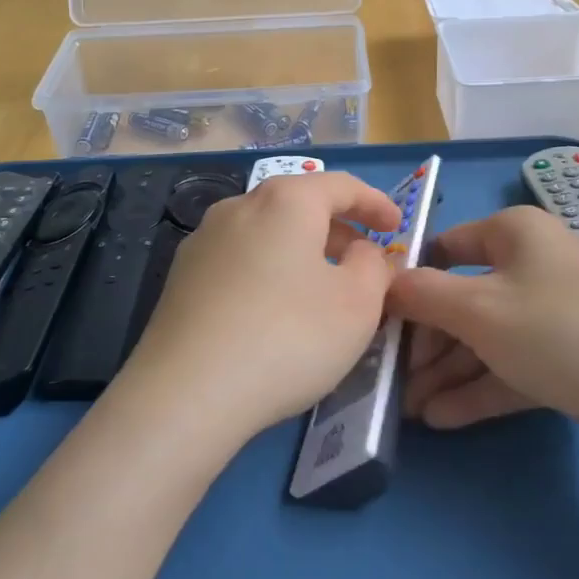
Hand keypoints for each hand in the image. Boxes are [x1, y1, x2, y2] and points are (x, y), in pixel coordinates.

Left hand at [123, 171, 401, 445]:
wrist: (187, 392)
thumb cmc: (288, 337)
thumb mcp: (358, 304)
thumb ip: (373, 266)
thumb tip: (361, 251)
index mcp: (285, 200)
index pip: (341, 186)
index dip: (375, 203)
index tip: (397, 227)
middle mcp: (239, 207)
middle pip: (299, 205)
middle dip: (338, 229)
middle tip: (364, 260)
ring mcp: (203, 241)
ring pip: (267, 233)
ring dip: (302, 252)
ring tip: (322, 288)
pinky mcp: (181, 278)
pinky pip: (240, 261)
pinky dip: (269, 271)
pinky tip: (275, 311)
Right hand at [390, 206, 578, 470]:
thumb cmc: (562, 331)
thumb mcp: (479, 309)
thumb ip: (421, 294)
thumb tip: (382, 283)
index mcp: (514, 234)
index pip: (445, 248)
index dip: (409, 280)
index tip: (376, 319)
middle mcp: (532, 267)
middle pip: (461, 299)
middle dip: (425, 342)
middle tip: (390, 380)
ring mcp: (552, 316)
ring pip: (484, 339)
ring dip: (446, 372)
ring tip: (407, 410)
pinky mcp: (567, 360)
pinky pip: (510, 368)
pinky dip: (477, 390)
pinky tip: (440, 419)